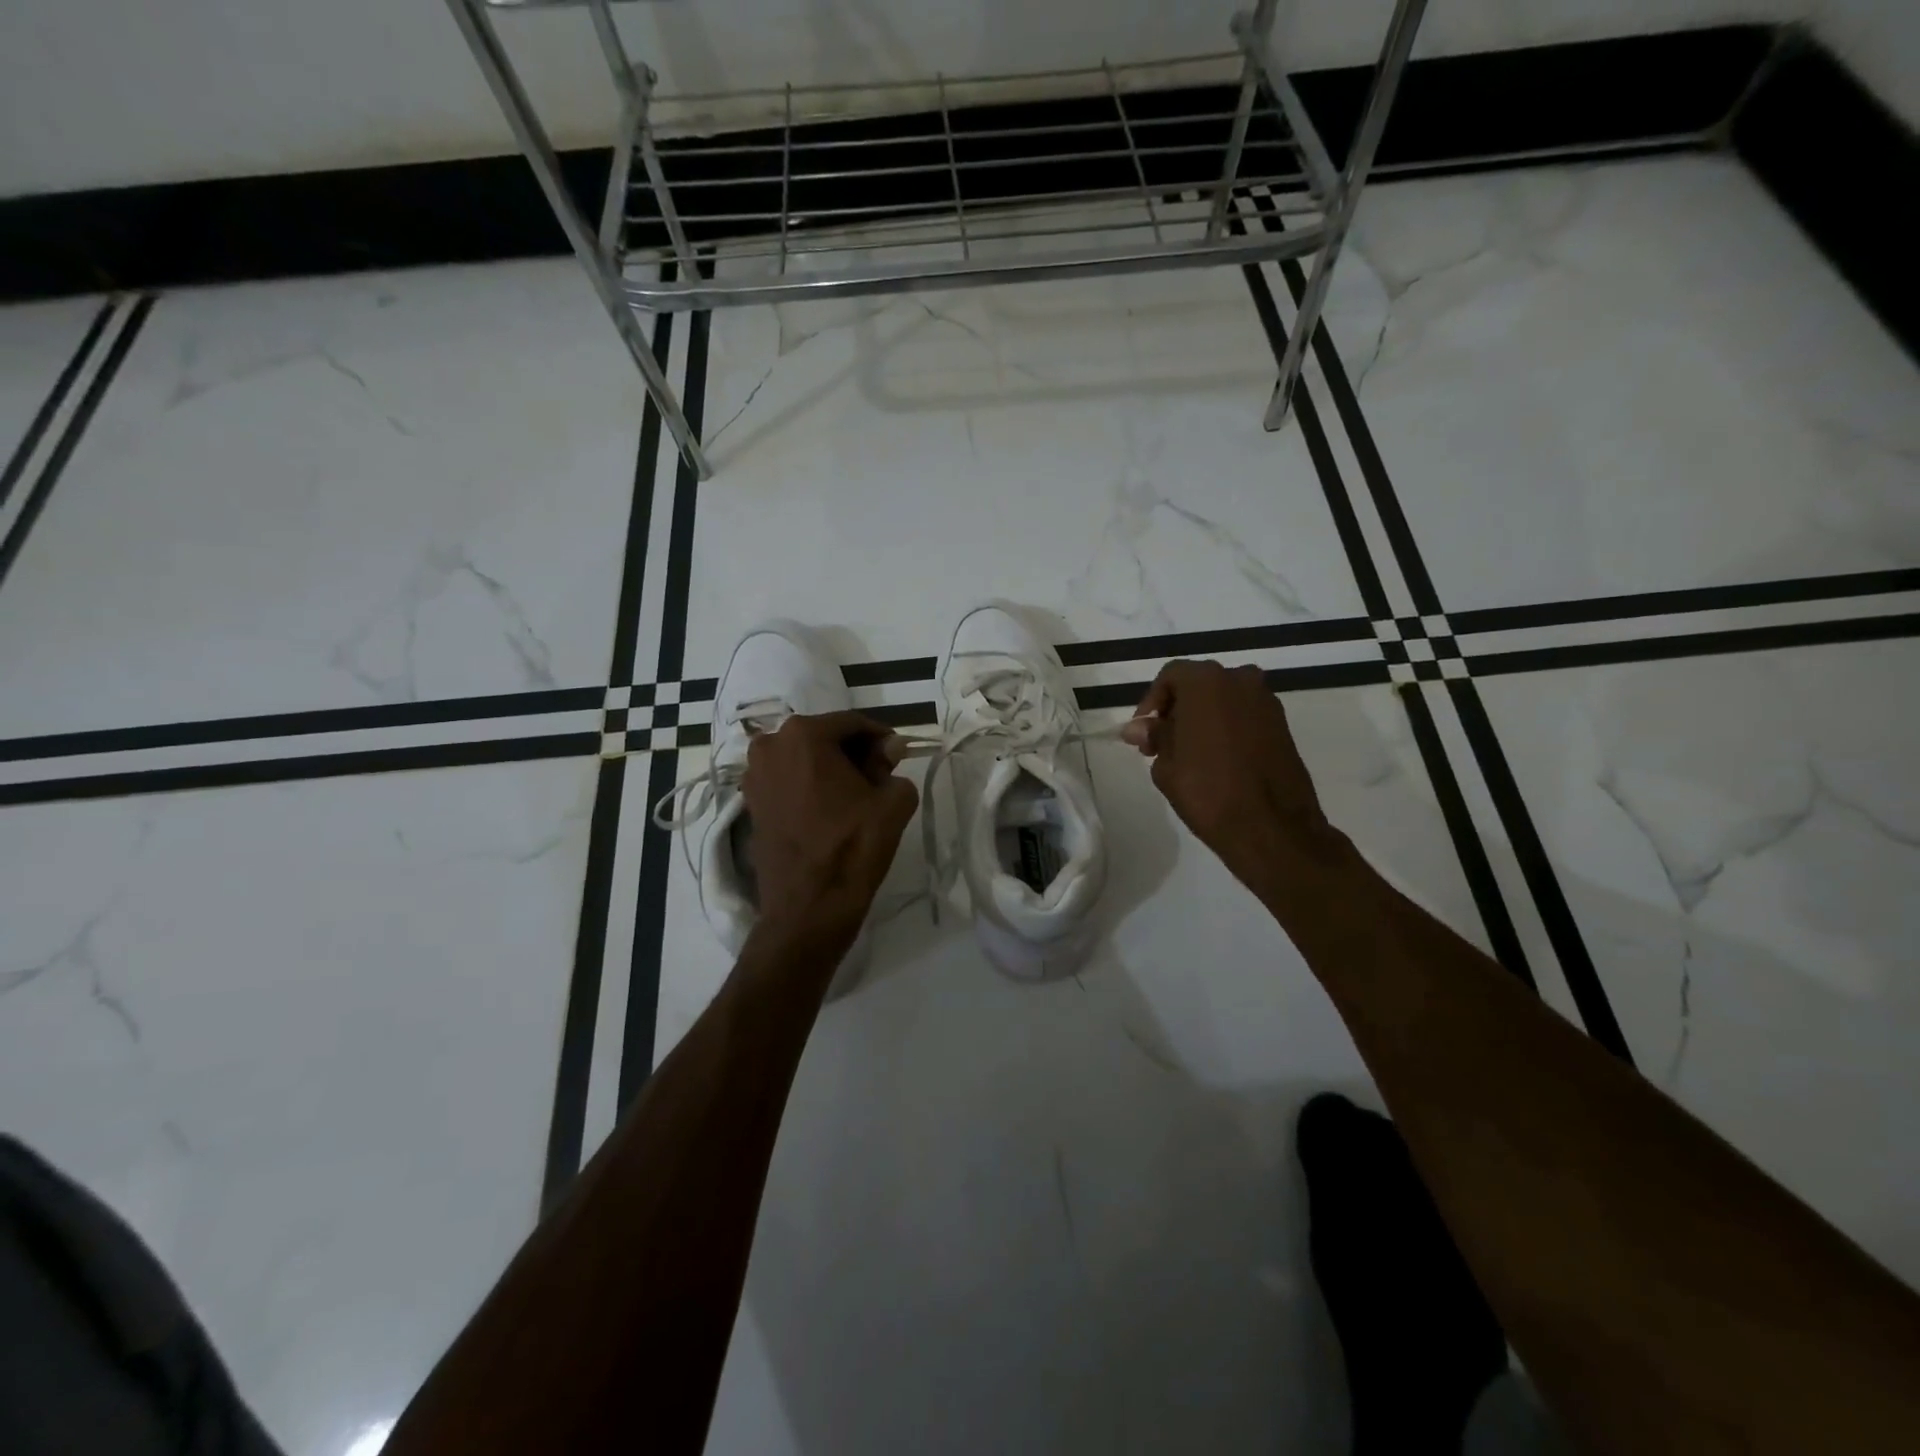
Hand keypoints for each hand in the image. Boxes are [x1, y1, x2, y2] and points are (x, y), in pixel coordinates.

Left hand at [741, 710, 918, 941]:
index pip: (853, 724)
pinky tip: (831, 811)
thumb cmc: (853, 847)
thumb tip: (889, 751)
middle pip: (825, 738)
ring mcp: (754, 774)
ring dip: (831, 769)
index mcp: (804, 734)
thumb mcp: (891, 802)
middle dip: (854, 752)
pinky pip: (788, 781)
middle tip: (880, 778)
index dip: (880, 738)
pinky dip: (810, 786)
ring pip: (804, 759)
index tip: (898, 756)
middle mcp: (771, 745)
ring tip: (856, 797)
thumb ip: (893, 767)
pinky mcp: (750, 802)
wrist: (808, 908)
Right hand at [1122, 660, 1341, 893]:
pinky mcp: (1282, 725)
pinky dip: (1226, 728)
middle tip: (1161, 743)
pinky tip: (1215, 759)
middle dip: (1177, 709)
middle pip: (1198, 684)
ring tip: (1187, 754)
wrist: (1272, 827)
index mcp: (1207, 682)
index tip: (1143, 733)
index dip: (1151, 702)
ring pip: (1223, 700)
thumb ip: (1154, 736)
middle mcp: (1240, 680)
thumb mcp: (1166, 765)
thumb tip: (1139, 727)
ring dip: (1202, 718)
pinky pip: (1243, 716)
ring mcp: (1266, 702)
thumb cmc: (1208, 791)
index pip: (1170, 676)